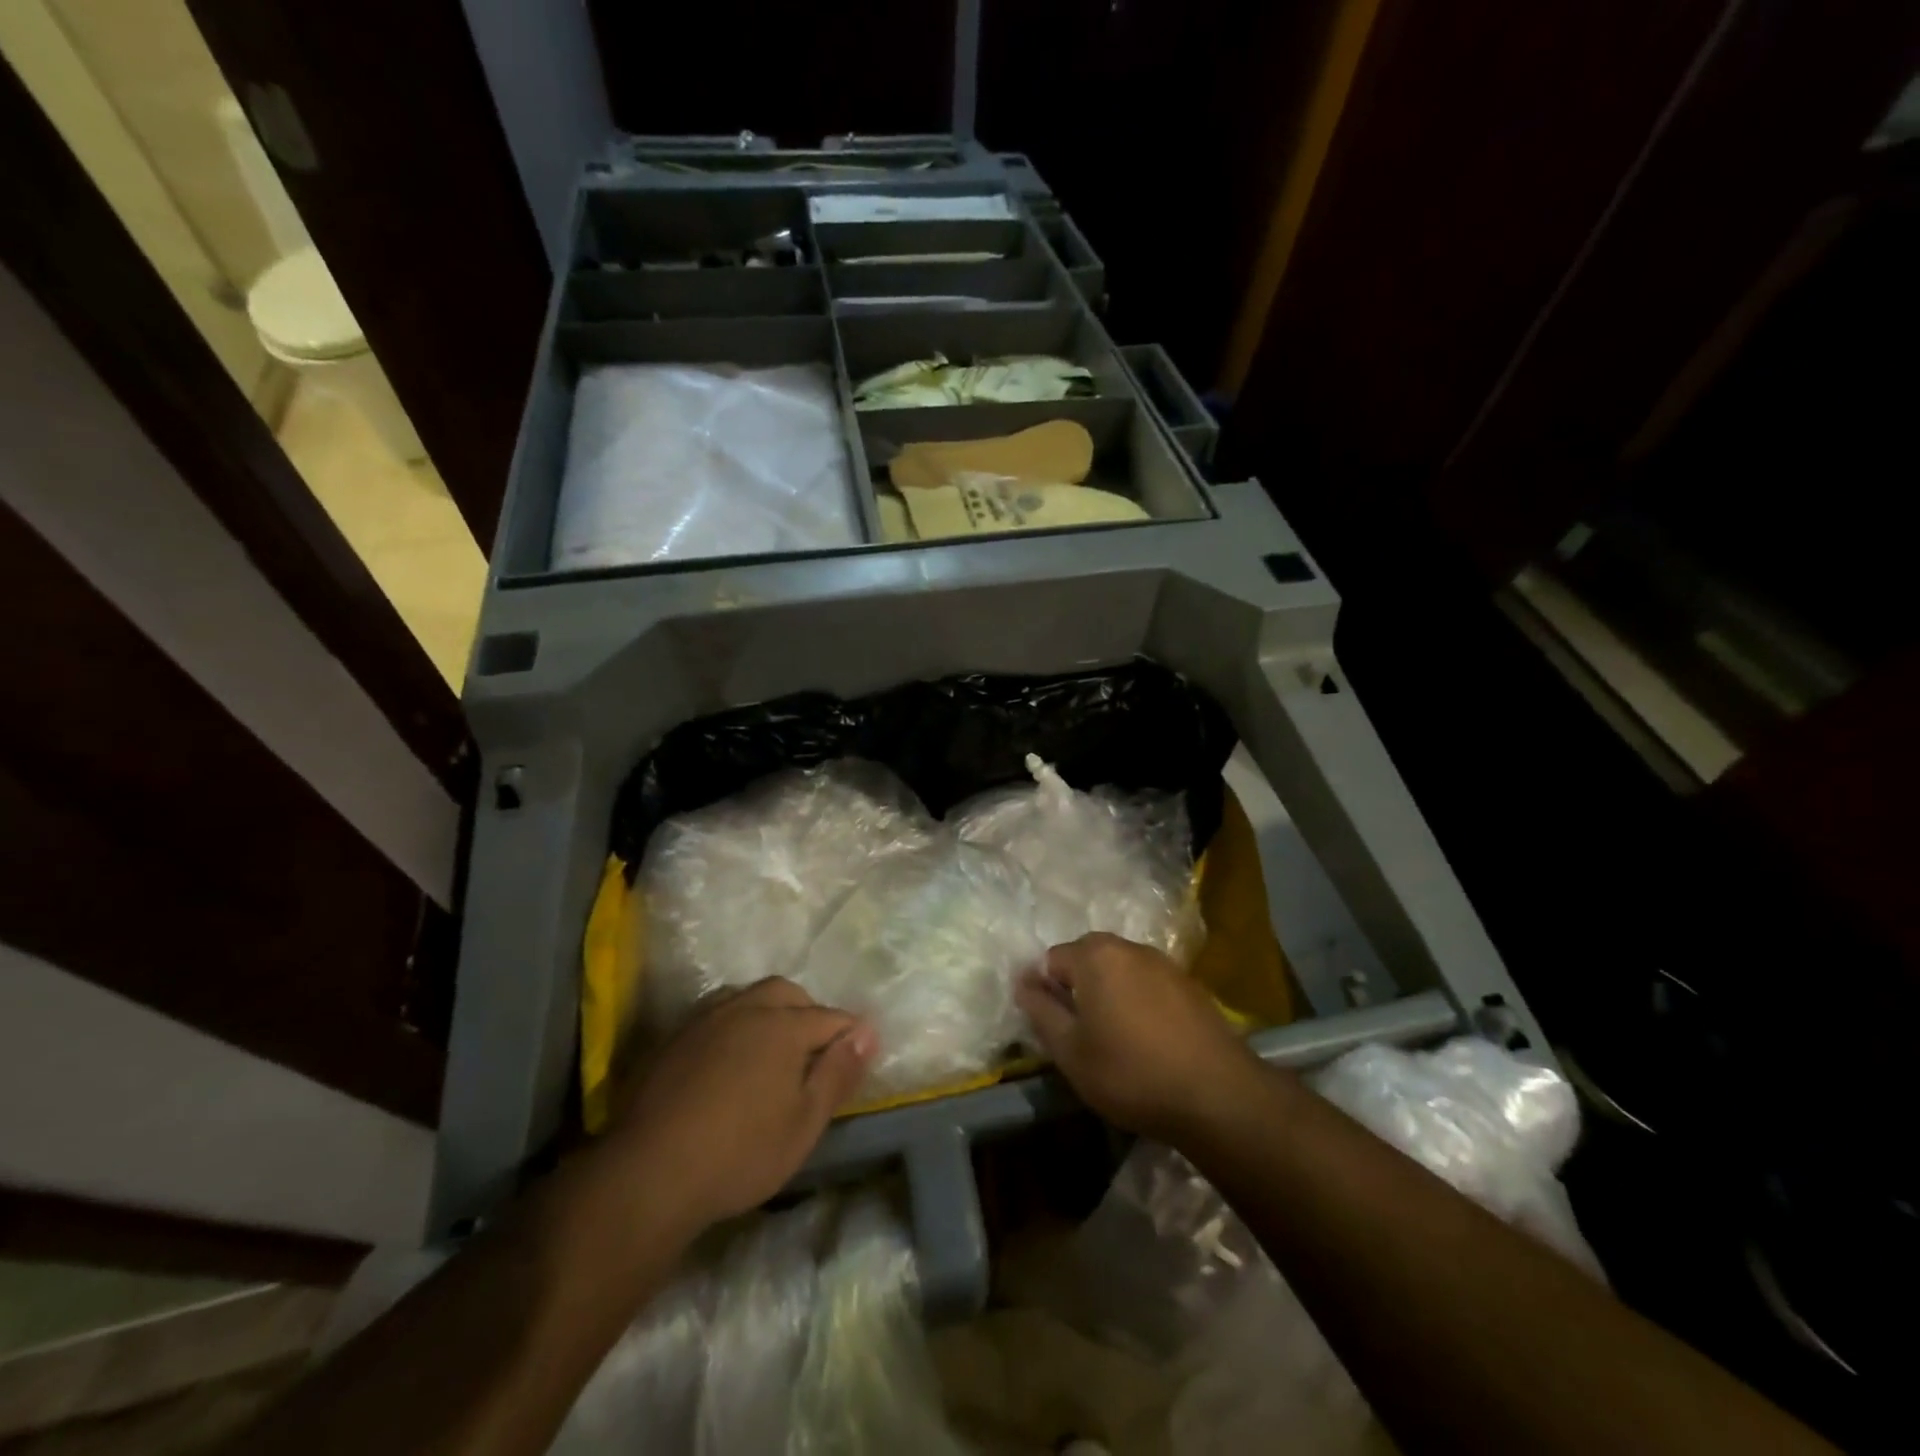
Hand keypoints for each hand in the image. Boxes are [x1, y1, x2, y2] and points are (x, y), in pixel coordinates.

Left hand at [604, 977, 875, 1231]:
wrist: (648, 1174)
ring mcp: (705, 1019)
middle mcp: (746, 1008)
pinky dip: (735, 1023)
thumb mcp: (804, 1123)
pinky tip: (729, 1055)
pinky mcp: (674, 1037)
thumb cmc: (740, 1153)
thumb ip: (838, 1073)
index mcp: (783, 1025)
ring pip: (748, 996)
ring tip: (772, 1047)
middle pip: (787, 993)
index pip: (830, 1018)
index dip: (850, 1035)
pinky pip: (716, 1012)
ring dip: (769, 1010)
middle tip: (814, 1051)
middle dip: (808, 1012)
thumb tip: (868, 1032)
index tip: (858, 1056)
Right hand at [1015, 932, 1264, 1144]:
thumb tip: (1023, 982)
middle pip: (1087, 959)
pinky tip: (1149, 1041)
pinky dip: (1139, 1003)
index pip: (1051, 960)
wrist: (1217, 1095)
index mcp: (1095, 955)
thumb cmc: (1131, 1072)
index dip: (1046, 993)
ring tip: (1116, 1040)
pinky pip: (1148, 984)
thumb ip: (1040, 1010)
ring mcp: (1164, 963)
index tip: (1056, 1030)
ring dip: (1110, 995)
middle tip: (1082, 1035)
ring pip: (1120, 971)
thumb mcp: (1070, 1050)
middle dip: (1078, 989)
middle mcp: (1129, 947)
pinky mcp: (1190, 985)